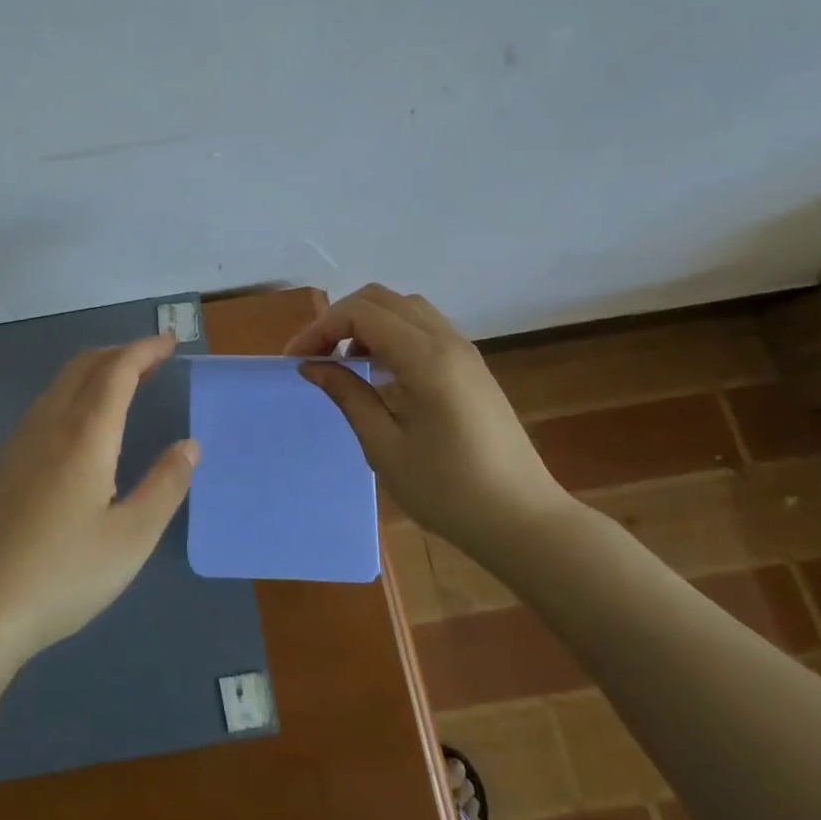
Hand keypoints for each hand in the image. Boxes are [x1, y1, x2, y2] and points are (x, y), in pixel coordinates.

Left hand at [0, 334, 197, 665]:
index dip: (145, 349)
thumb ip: (164, 487)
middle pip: (85, 364)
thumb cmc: (61, 575)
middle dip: (121, 353)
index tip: (170, 341)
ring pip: (61, 383)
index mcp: (86, 433)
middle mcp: (50, 423)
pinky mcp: (0, 462)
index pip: (119, 370)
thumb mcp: (130, 539)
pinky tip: (80, 427)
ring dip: (96, 371)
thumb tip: (189, 445)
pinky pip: (45, 406)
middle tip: (153, 360)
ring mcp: (18, 440)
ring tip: (124, 386)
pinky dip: (74, 393)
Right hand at [286, 285, 573, 566]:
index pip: (361, 313)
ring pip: (404, 307)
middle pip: (381, 298)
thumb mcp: (385, 447)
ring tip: (345, 360)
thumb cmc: (449, 491)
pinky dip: (391, 332)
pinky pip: (423, 326)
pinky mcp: (471, 366)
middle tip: (314, 355)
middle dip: (339, 318)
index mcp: (426, 358)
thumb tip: (312, 365)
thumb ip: (348, 395)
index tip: (296, 360)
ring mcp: (464, 350)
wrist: (524, 521)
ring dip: (367, 322)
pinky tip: (380, 370)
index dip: (321, 328)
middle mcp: (446, 341)